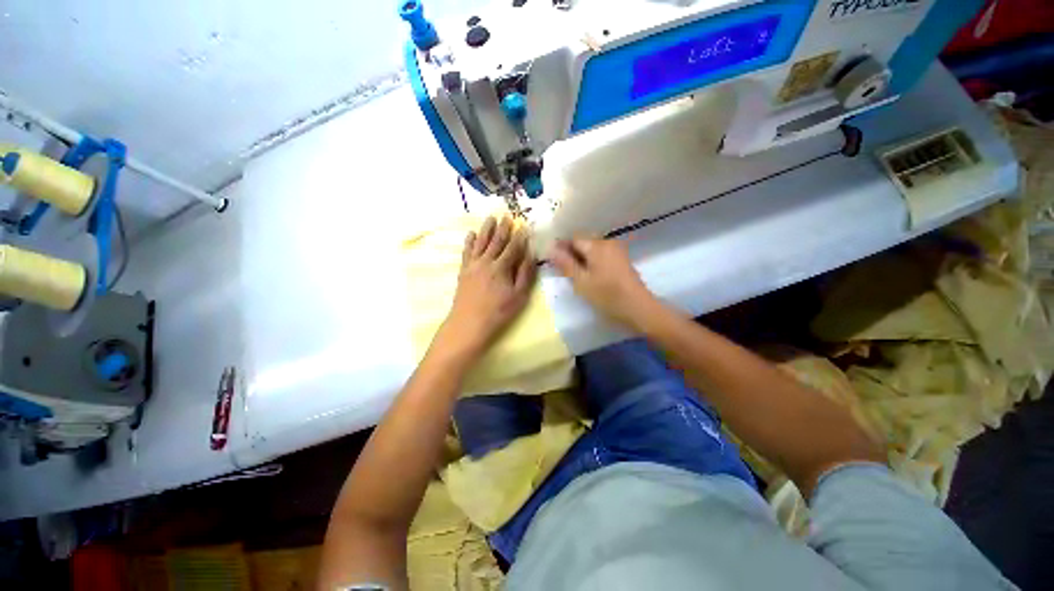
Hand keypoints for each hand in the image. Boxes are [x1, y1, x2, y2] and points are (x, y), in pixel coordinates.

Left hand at [436, 216, 535, 359]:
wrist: (468, 323)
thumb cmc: (498, 312)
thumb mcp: (518, 296)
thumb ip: (525, 274)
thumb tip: (530, 255)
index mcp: (501, 267)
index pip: (513, 247)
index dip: (519, 237)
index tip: (524, 226)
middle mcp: (486, 261)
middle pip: (496, 241)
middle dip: (503, 228)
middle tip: (507, 216)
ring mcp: (473, 265)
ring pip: (480, 242)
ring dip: (486, 229)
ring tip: (490, 218)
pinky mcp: (463, 271)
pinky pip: (466, 251)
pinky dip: (469, 241)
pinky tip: (471, 234)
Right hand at [550, 238, 656, 330]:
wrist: (638, 308)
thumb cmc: (607, 296)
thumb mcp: (581, 281)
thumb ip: (565, 263)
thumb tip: (551, 248)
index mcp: (596, 245)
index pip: (573, 239)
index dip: (561, 248)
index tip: (552, 261)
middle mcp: (607, 242)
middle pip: (583, 242)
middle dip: (571, 253)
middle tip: (562, 270)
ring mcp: (617, 250)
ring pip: (592, 249)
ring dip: (581, 258)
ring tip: (574, 274)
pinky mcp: (622, 259)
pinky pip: (601, 255)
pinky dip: (592, 262)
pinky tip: (589, 275)